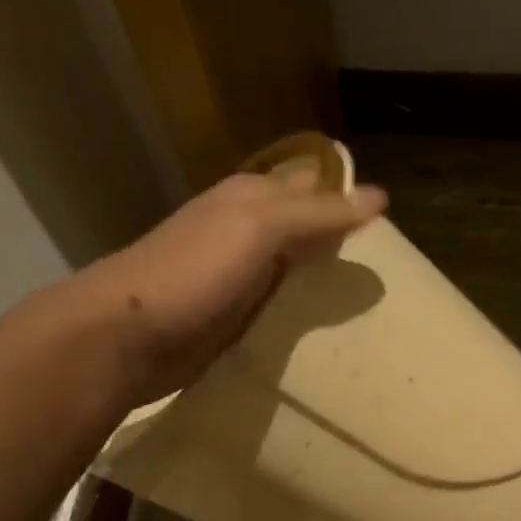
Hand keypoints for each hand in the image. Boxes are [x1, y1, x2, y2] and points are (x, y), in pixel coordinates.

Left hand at [76, 166, 386, 406]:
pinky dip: (304, 315)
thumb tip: (380, 197)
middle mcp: (245, 232)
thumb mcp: (259, 228)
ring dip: (326, 283)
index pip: (312, 185)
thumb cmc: (194, 271)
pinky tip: (330, 331)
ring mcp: (238, 277)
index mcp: (251, 198)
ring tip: (372, 303)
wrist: (127, 336)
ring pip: (294, 271)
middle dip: (342, 241)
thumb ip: (317, 213)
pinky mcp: (233, 319)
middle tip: (391, 267)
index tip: (393, 223)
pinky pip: (279, 309)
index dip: (348, 196)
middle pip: (305, 229)